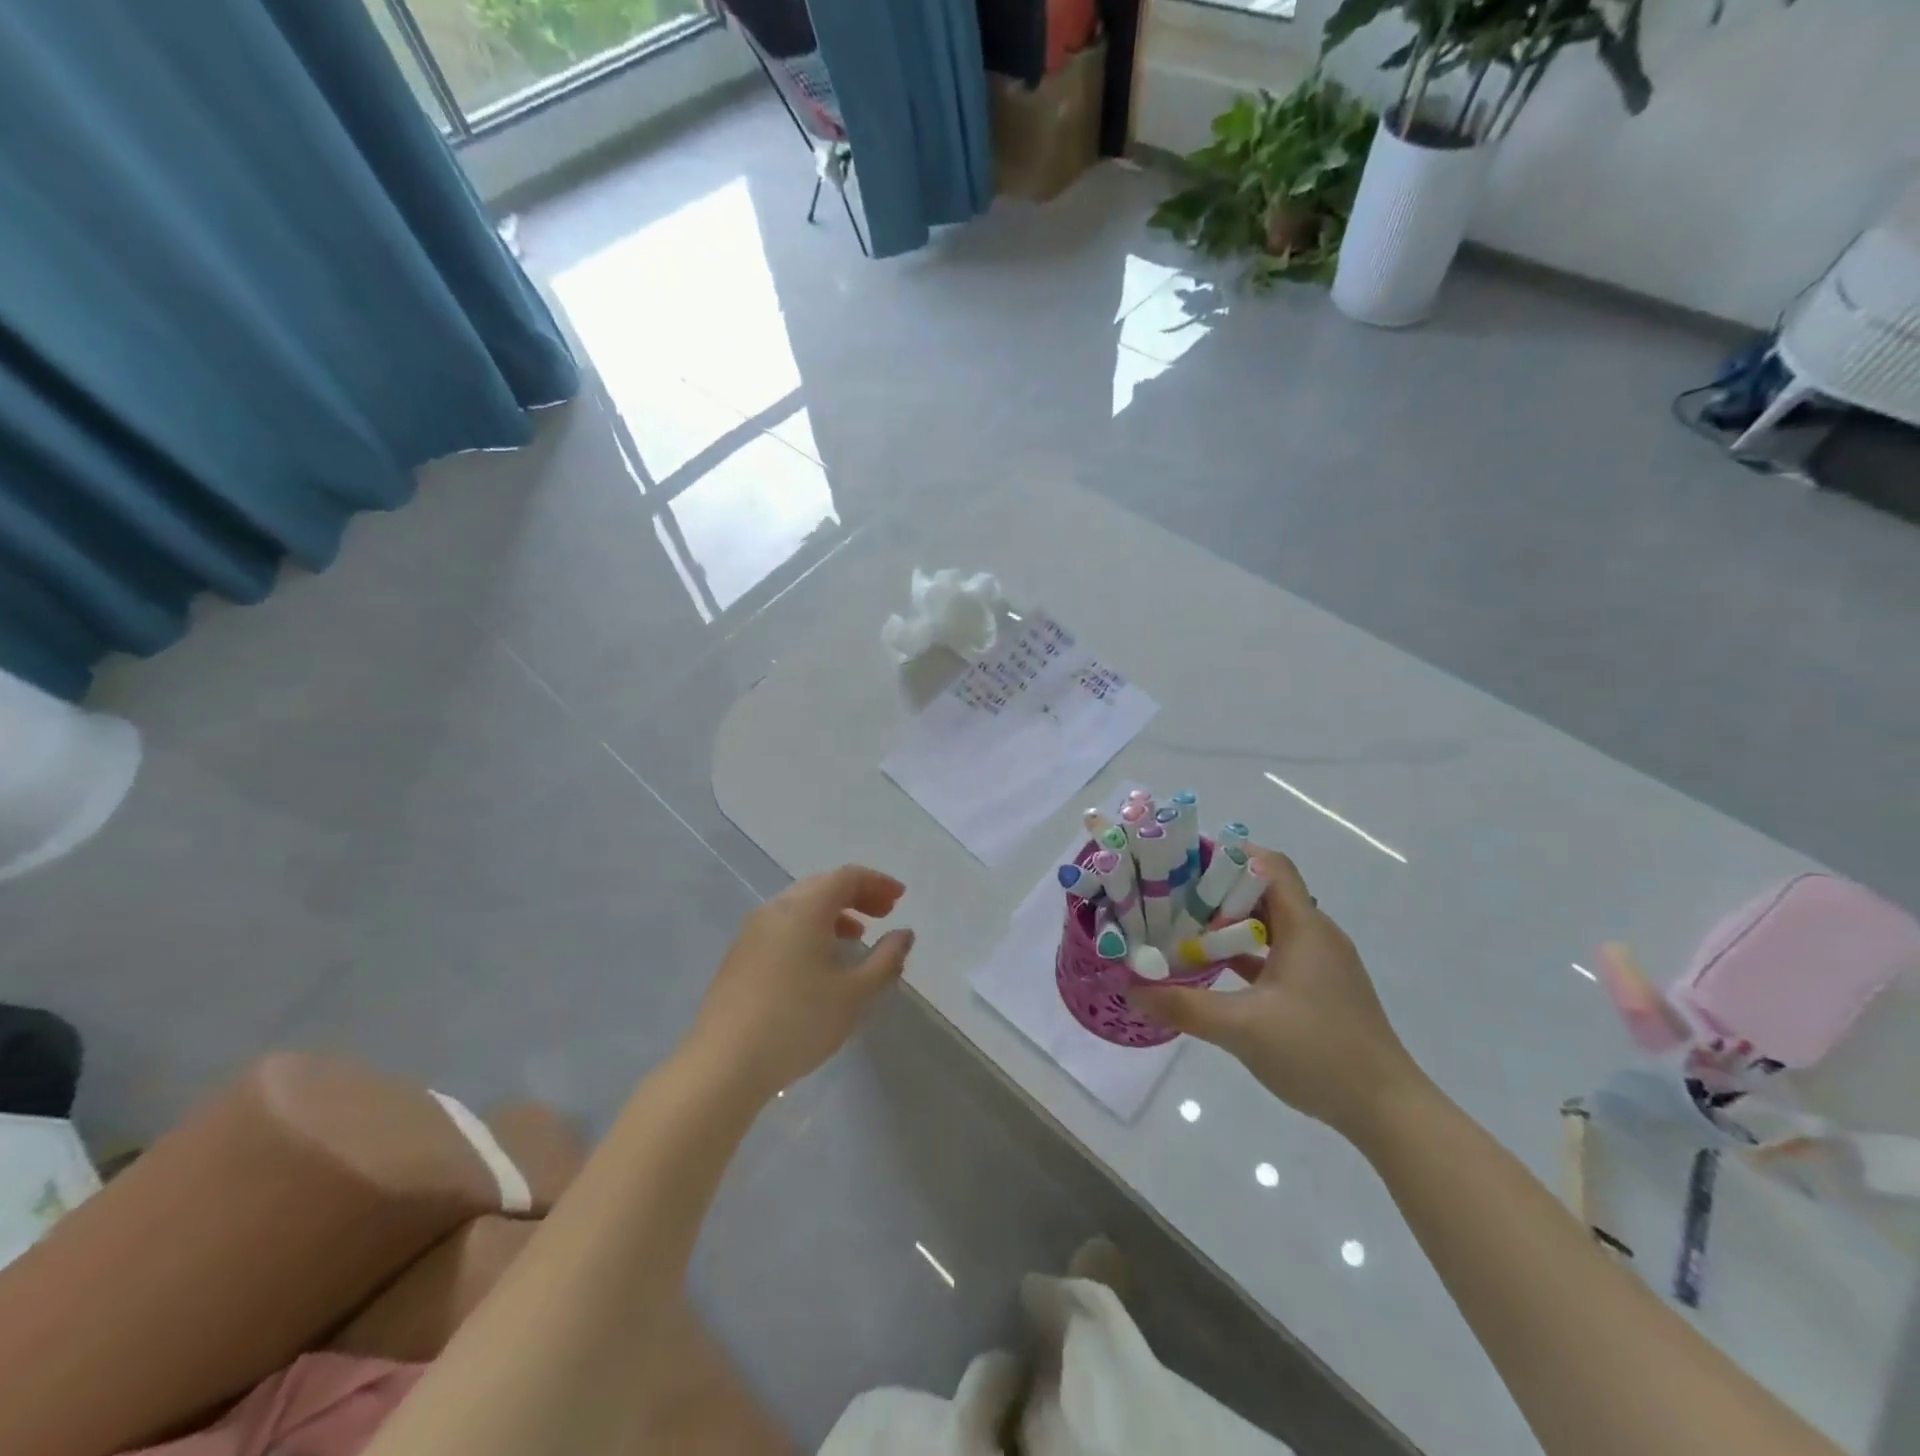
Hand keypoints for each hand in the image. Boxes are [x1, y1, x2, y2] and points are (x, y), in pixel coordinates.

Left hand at [692, 866, 915, 1099]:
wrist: (723, 1064)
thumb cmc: (799, 1022)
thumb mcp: (856, 994)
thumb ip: (886, 959)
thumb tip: (904, 934)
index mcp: (805, 908)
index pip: (846, 877)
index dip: (877, 882)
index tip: (900, 898)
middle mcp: (775, 909)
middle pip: (822, 886)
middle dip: (857, 895)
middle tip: (884, 913)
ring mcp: (751, 932)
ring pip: (799, 906)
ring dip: (833, 913)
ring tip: (856, 937)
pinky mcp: (738, 956)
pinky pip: (782, 926)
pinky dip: (809, 929)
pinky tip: (819, 962)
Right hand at [1129, 847, 1426, 1141]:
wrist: (1388, 1110)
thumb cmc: (1318, 1053)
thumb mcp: (1242, 1028)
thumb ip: (1184, 1006)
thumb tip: (1133, 989)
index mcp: (1305, 928)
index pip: (1270, 866)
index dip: (1230, 854)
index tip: (1186, 860)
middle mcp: (1317, 935)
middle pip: (1266, 892)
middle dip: (1219, 889)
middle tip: (1173, 895)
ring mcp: (1323, 964)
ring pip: (1272, 925)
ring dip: (1231, 923)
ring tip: (1185, 926)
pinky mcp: (1322, 989)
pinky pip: (1279, 953)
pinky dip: (1247, 952)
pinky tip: (1215, 969)